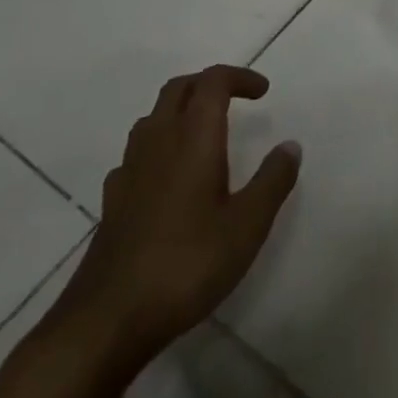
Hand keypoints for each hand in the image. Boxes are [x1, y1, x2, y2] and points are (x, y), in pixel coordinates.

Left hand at [54, 65, 300, 376]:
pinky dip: (158, 147)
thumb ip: (272, 181)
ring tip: (204, 134)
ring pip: (154, 117)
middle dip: (208, 84)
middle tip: (235, 100)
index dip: (239, 77)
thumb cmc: (186, 265)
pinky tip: (168, 177)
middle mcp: (158, 140)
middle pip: (179, 88)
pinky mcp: (113, 199)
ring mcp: (130, 169)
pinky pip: (137, 153)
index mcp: (193, 136)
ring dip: (181, 111)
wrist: (107, 320)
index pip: (213, 81)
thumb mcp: (246, 226)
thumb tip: (290, 145)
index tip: (263, 92)